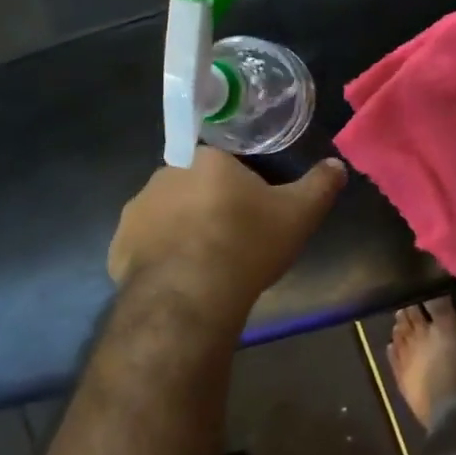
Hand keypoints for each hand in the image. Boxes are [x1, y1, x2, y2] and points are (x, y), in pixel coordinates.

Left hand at [108, 148, 346, 320]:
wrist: (191, 294)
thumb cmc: (247, 243)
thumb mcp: (298, 214)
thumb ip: (319, 186)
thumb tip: (337, 165)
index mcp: (205, 160)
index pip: (222, 163)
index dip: (237, 187)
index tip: (250, 213)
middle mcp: (164, 175)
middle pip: (192, 187)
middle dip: (206, 207)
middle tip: (230, 239)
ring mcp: (136, 212)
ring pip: (164, 216)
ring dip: (180, 232)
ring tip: (203, 265)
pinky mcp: (118, 247)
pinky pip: (143, 247)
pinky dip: (158, 259)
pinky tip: (178, 282)